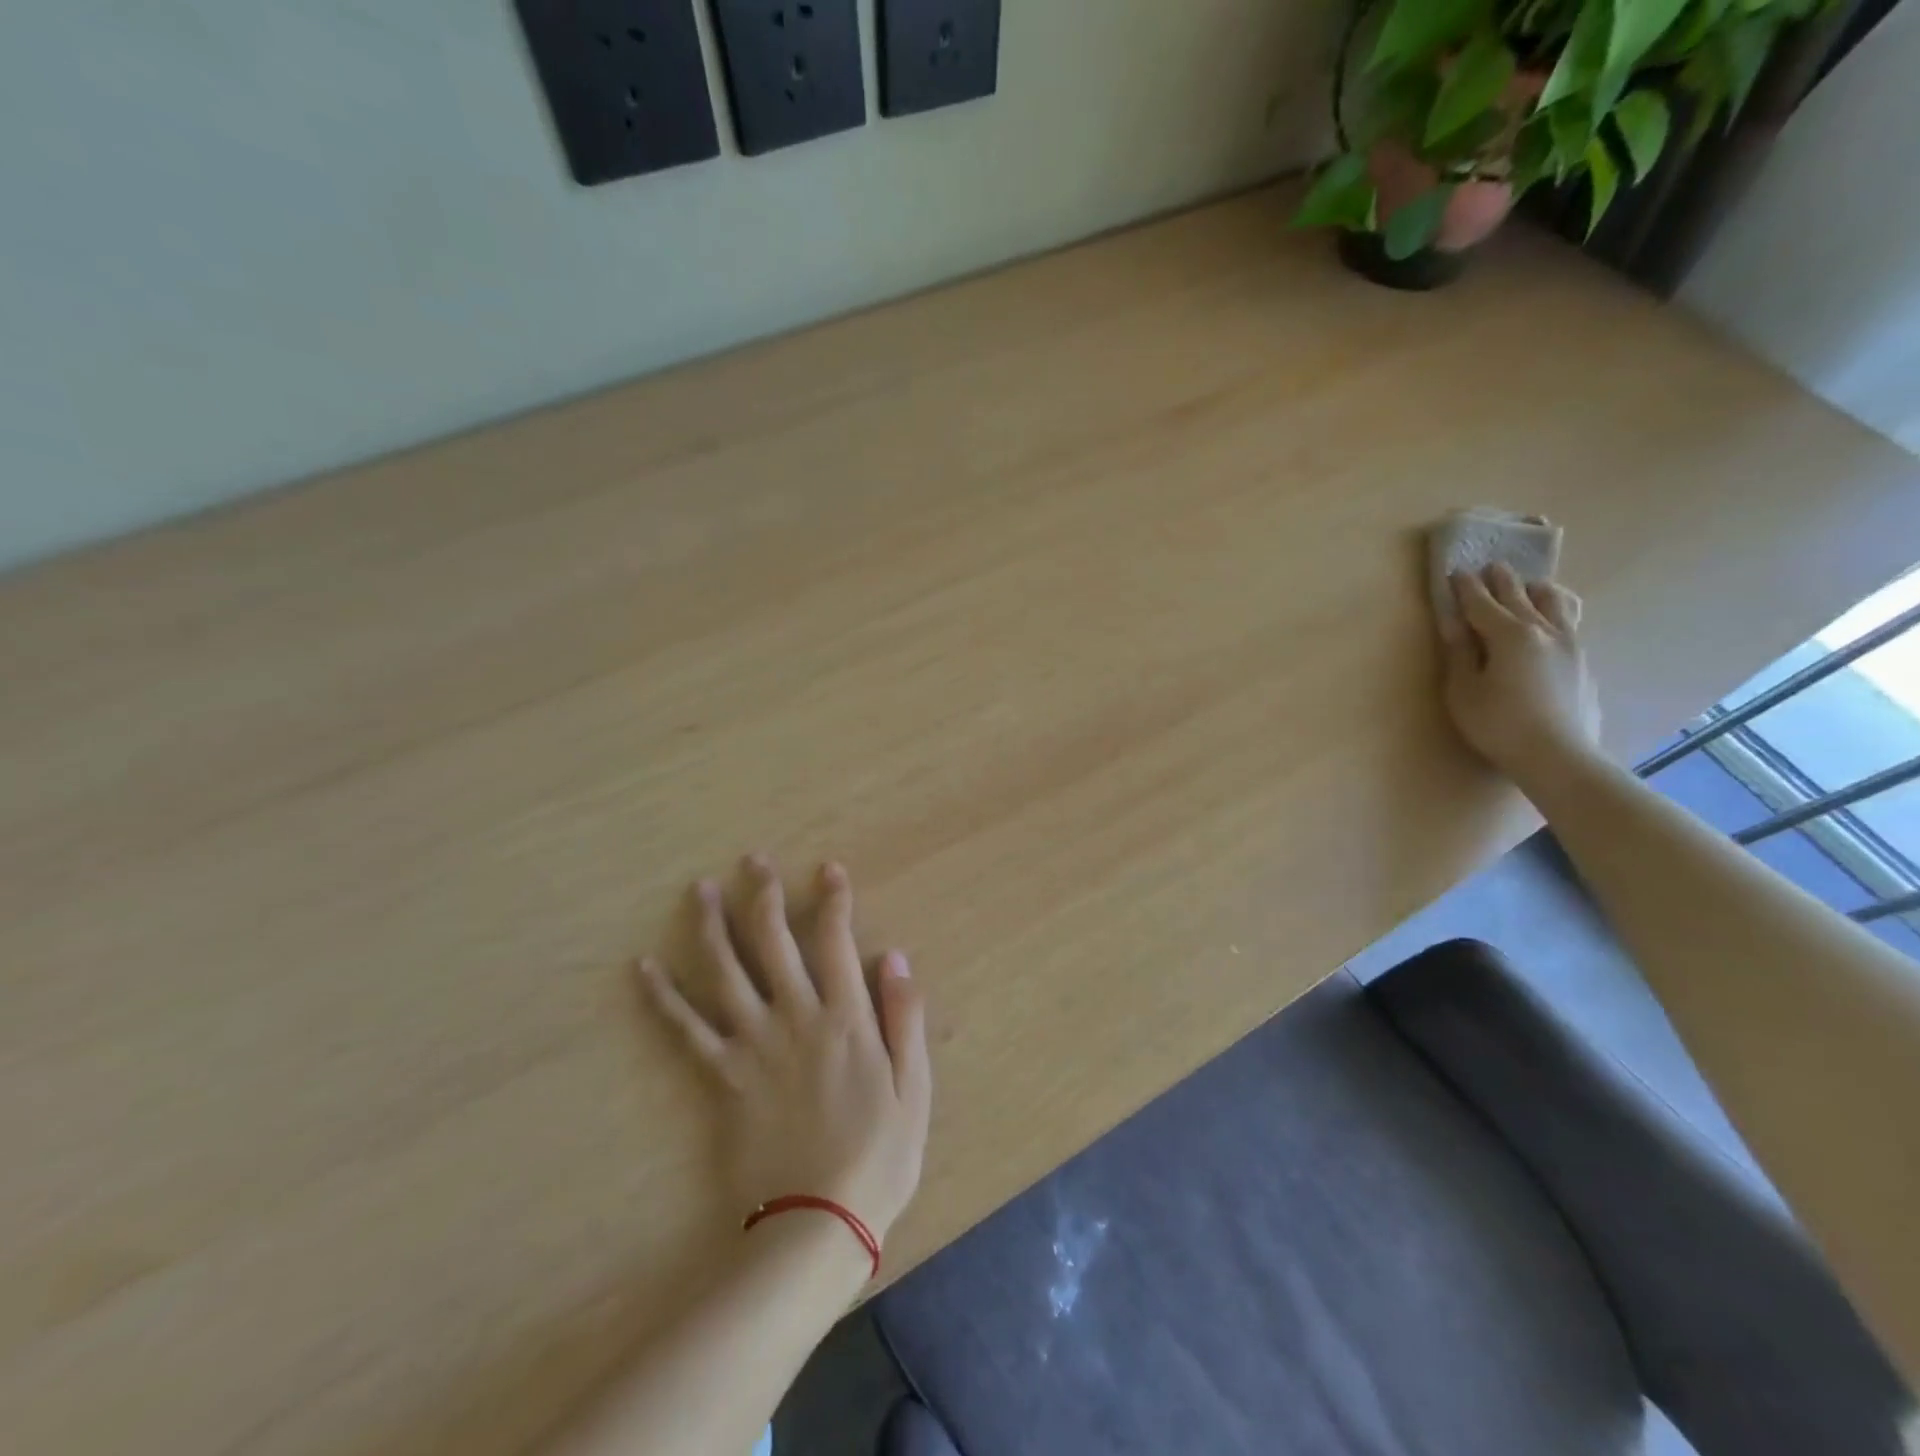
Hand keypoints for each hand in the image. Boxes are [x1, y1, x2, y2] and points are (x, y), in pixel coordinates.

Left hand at [638, 855, 930, 1252]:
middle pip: (775, 941)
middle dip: (765, 895)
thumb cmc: (876, 1158)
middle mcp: (796, 1017)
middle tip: (754, 860)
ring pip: (727, 970)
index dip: (833, 900)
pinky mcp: (721, 1076)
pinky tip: (643, 968)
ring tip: (699, 889)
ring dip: (712, 925)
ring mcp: (753, 1044)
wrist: (814, 1225)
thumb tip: (896, 958)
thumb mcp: (913, 1089)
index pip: (836, 941)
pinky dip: (663, 997)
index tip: (828, 869)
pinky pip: (686, 1029)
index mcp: (845, 1018)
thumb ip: (904, 1020)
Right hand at [1440, 562, 1600, 782]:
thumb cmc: (1498, 724)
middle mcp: (1544, 630)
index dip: (1466, 587)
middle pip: (1521, 596)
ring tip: (1531, 587)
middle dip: (1503, 581)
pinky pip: (1570, 623)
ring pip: (1557, 604)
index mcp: (1509, 635)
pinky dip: (1556, 612)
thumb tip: (1453, 622)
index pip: (1482, 603)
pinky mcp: (1584, 663)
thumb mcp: (1463, 690)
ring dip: (1539, 591)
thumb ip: (1460, 652)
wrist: (1559, 756)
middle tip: (1492, 567)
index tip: (1457, 571)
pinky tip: (1552, 622)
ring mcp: (1571, 645)